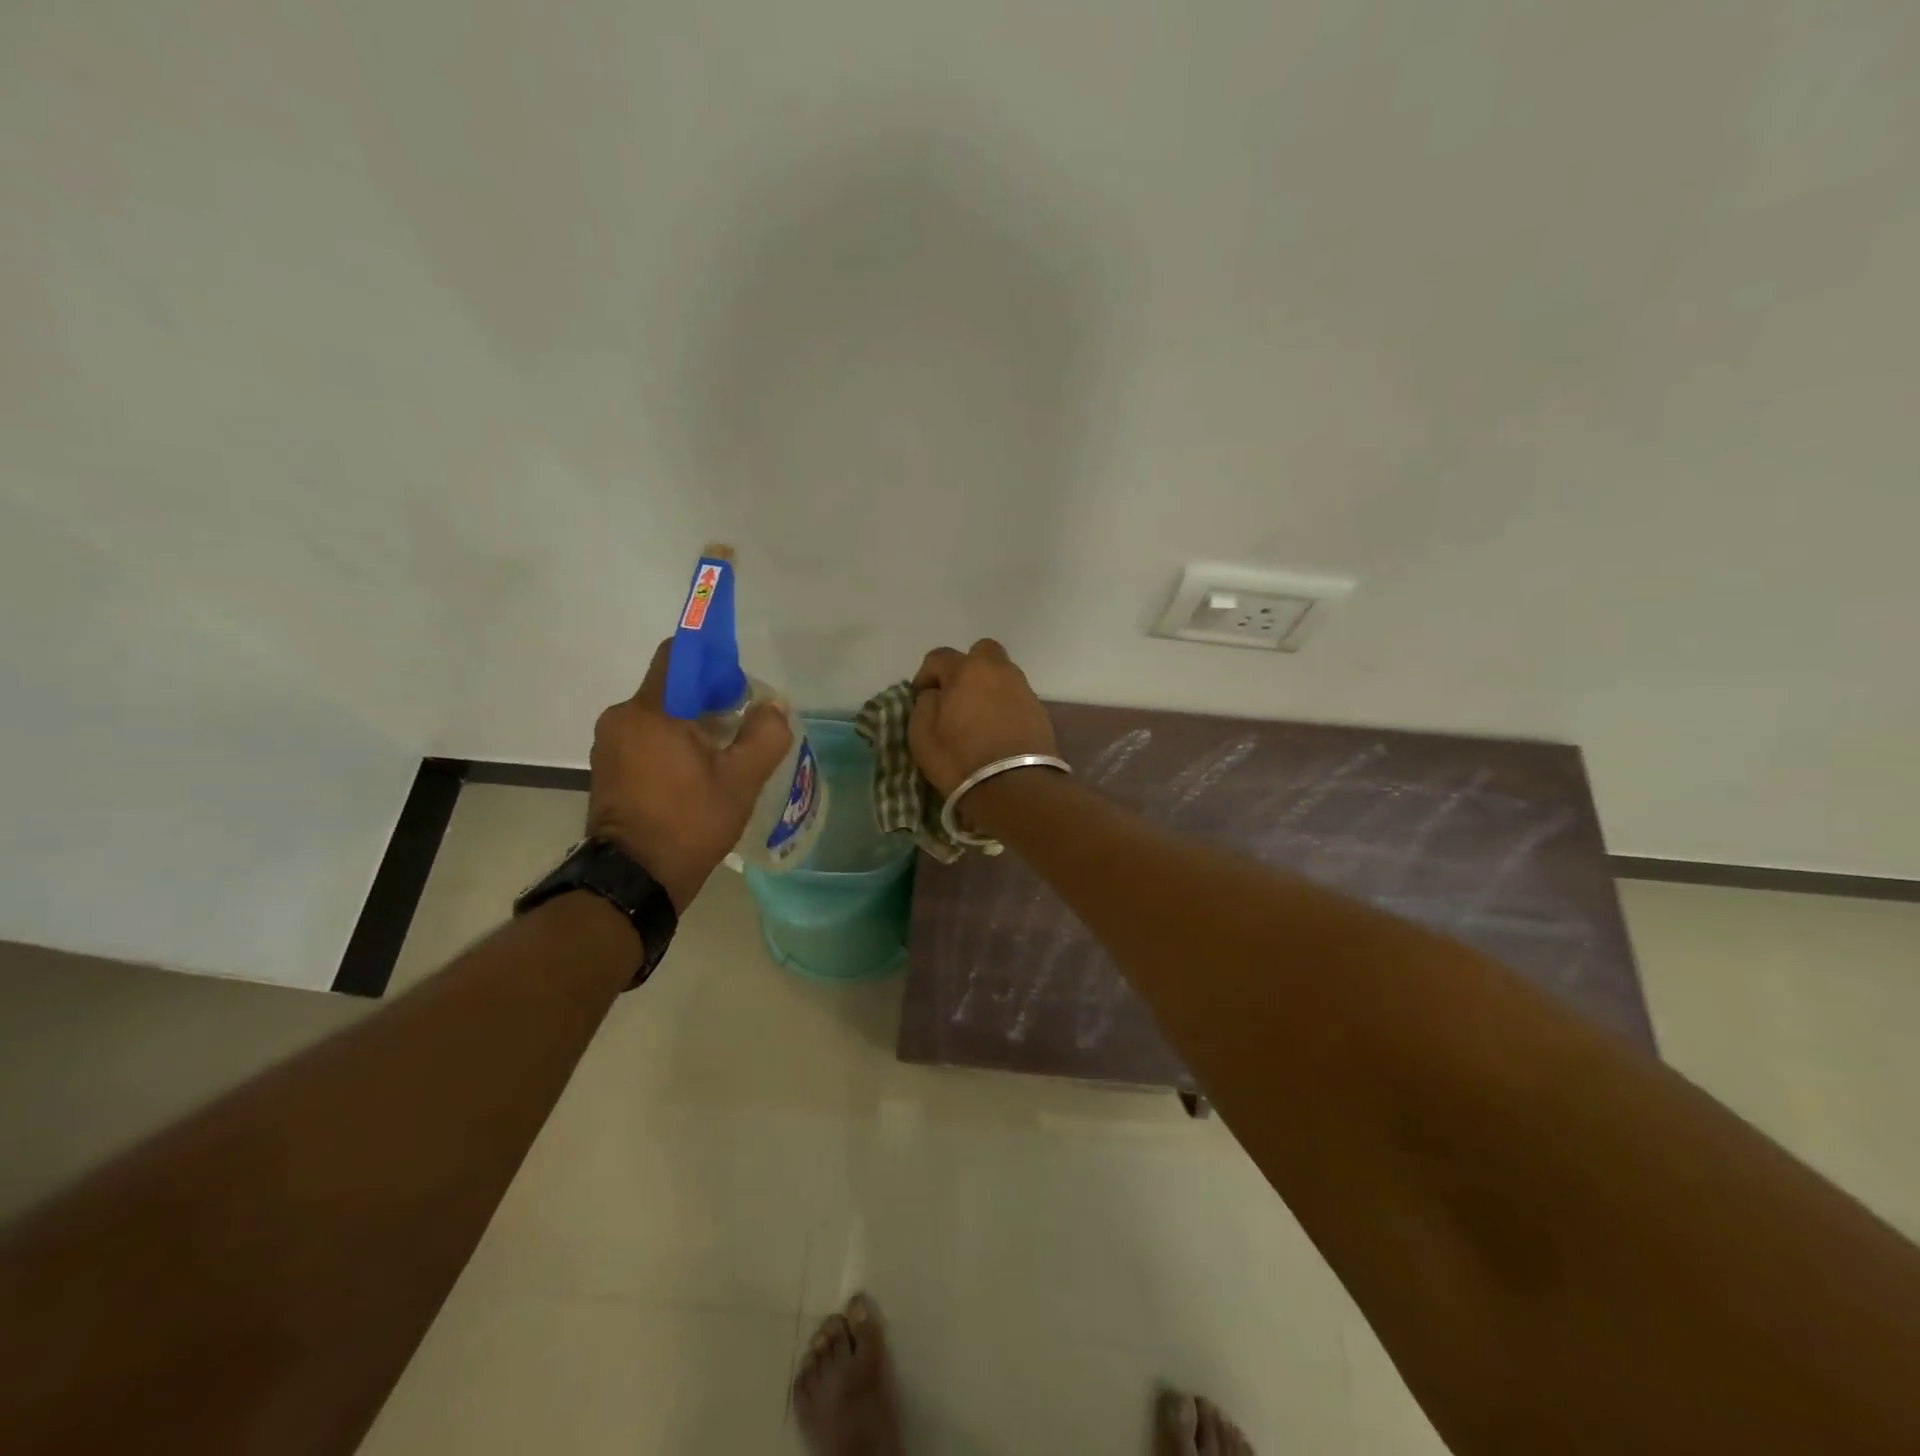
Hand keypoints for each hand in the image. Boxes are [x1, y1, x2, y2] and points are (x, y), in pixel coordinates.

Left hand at [587, 639, 793, 912]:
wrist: (634, 881)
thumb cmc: (689, 823)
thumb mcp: (741, 780)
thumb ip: (764, 735)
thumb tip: (773, 708)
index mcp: (651, 711)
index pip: (679, 655)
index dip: (714, 661)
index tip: (739, 688)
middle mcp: (622, 718)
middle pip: (672, 689)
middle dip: (709, 701)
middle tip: (741, 730)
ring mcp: (609, 746)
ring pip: (660, 716)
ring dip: (692, 727)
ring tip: (723, 759)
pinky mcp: (608, 770)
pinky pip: (646, 740)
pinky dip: (672, 746)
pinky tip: (696, 776)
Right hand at [908, 639, 1059, 798]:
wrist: (1015, 788)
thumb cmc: (960, 760)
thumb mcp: (922, 735)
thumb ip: (924, 704)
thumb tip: (935, 694)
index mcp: (967, 670)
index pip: (939, 657)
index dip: (925, 675)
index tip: (921, 696)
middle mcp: (999, 671)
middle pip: (981, 652)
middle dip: (966, 667)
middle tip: (956, 695)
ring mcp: (1023, 689)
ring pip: (1001, 674)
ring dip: (987, 687)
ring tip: (977, 717)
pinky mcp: (1040, 711)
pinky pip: (1015, 697)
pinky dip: (1004, 706)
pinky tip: (997, 730)